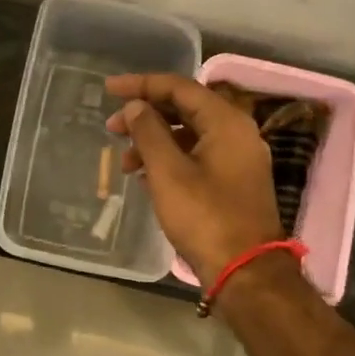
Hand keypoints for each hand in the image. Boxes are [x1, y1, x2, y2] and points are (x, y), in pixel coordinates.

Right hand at [105, 74, 281, 281]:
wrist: (245, 271)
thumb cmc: (204, 216)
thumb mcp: (168, 172)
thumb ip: (149, 132)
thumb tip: (136, 106)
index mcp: (226, 122)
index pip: (179, 87)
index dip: (141, 84)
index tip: (109, 89)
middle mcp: (236, 133)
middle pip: (185, 109)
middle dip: (145, 115)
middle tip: (112, 128)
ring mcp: (237, 158)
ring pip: (189, 135)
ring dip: (154, 141)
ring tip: (124, 163)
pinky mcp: (233, 181)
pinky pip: (196, 156)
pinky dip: (169, 159)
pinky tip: (144, 177)